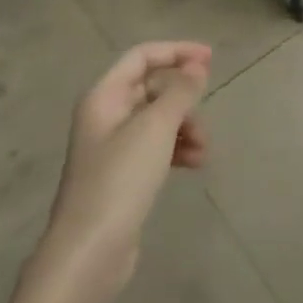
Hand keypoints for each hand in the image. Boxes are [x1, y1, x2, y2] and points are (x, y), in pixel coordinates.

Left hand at [32, 42, 212, 302]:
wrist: (90, 251)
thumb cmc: (120, 180)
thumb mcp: (155, 128)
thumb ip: (180, 92)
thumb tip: (197, 65)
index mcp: (104, 97)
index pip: (142, 56)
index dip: (177, 51)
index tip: (211, 59)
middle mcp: (106, 115)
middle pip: (152, 88)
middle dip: (183, 98)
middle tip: (206, 114)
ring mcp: (113, 147)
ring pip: (158, 119)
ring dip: (185, 126)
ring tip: (203, 150)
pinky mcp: (123, 174)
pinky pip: (157, 146)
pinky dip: (177, 148)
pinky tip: (194, 164)